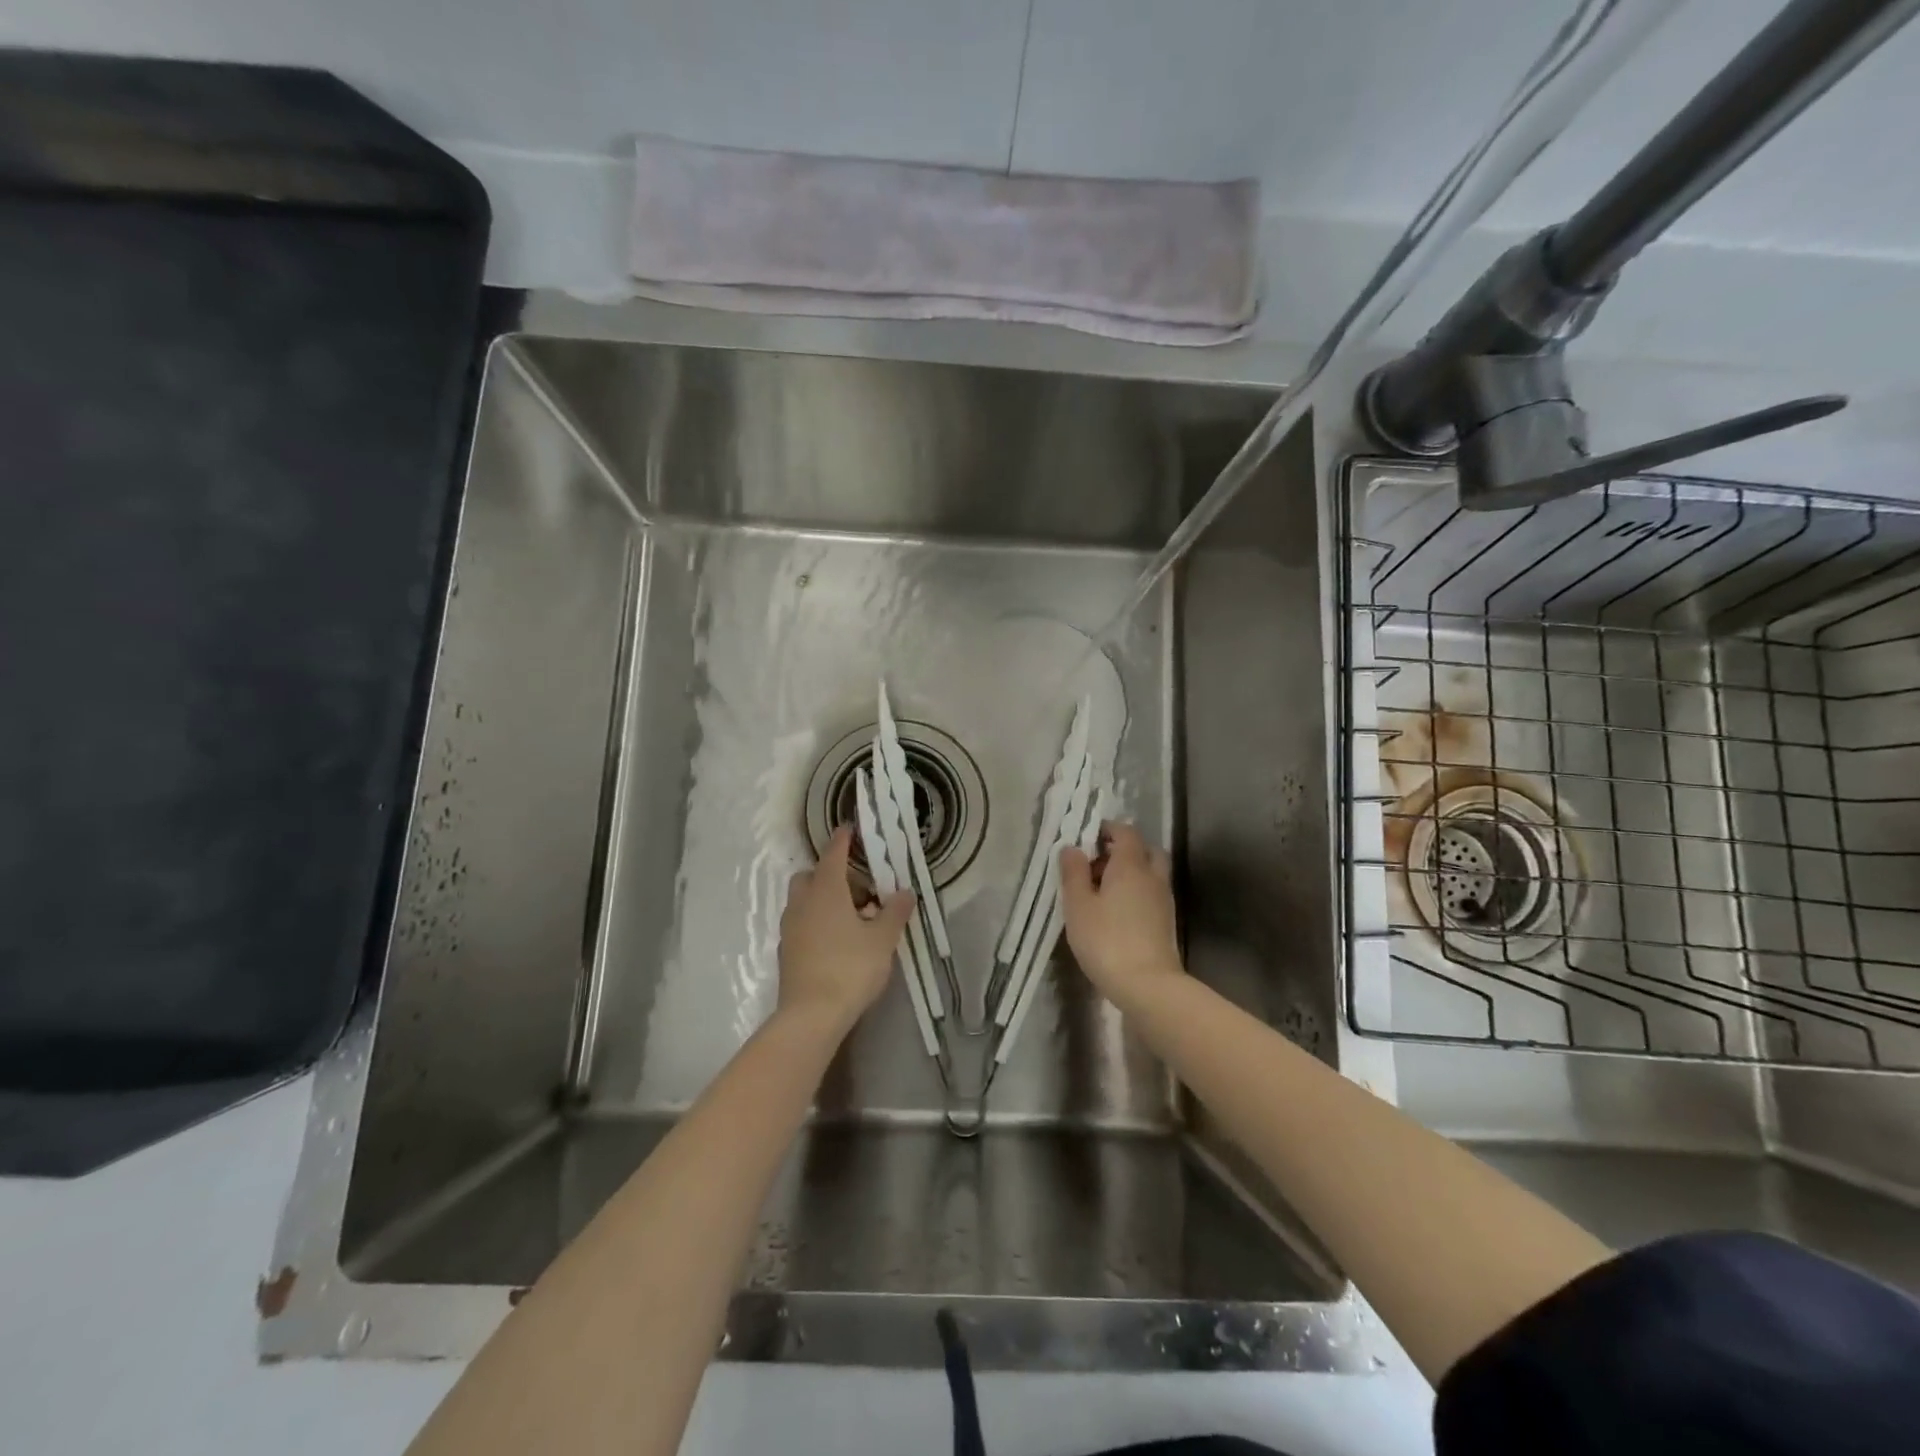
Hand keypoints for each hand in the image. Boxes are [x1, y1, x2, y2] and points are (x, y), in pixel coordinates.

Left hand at [778, 825, 915, 1030]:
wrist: (810, 1015)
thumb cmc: (850, 968)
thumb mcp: (882, 939)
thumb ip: (894, 912)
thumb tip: (905, 892)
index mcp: (826, 891)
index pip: (833, 854)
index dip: (843, 839)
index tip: (850, 828)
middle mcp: (802, 903)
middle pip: (812, 876)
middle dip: (833, 875)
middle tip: (861, 890)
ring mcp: (790, 927)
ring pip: (805, 900)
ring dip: (826, 900)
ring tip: (855, 918)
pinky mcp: (787, 951)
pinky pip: (802, 922)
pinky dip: (818, 921)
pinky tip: (839, 941)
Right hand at [1059, 821, 1181, 1005]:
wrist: (1148, 985)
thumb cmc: (1106, 940)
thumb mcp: (1078, 905)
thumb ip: (1073, 873)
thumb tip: (1071, 848)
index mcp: (1130, 864)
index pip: (1126, 832)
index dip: (1108, 829)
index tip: (1088, 836)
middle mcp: (1152, 875)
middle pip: (1145, 849)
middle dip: (1124, 848)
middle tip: (1097, 861)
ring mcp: (1163, 899)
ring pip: (1151, 872)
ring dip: (1131, 871)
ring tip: (1103, 888)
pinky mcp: (1166, 921)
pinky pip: (1152, 892)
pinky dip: (1137, 891)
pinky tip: (1117, 910)